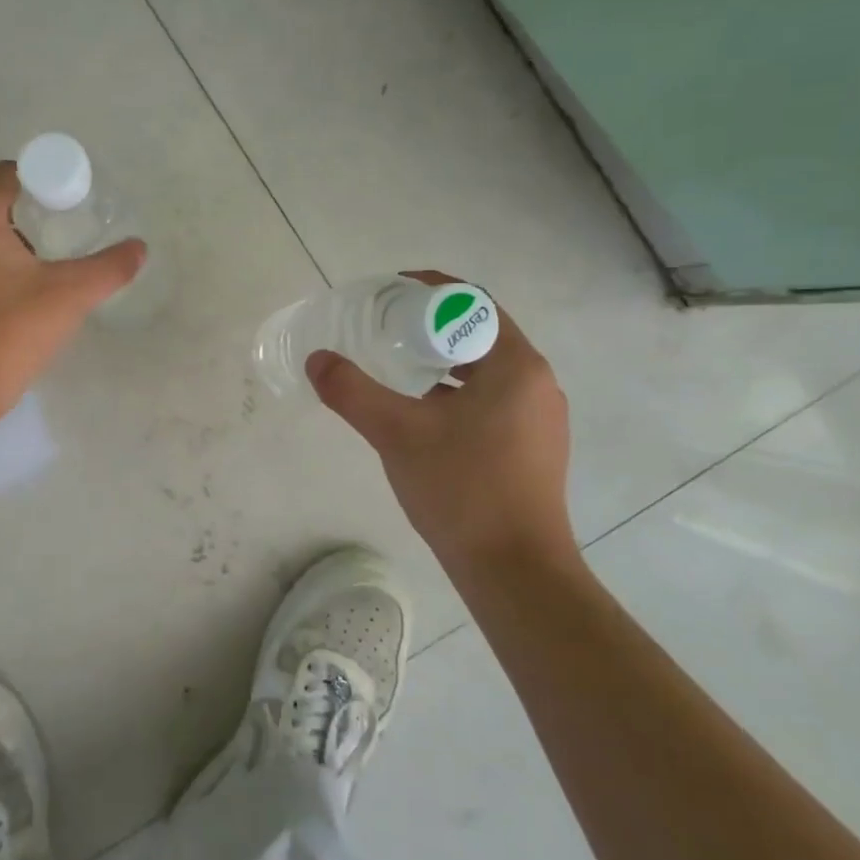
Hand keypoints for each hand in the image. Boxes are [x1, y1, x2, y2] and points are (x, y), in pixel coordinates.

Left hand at [0, 162, 143, 406]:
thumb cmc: (8, 331)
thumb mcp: (68, 296)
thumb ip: (108, 268)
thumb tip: (139, 249)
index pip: (6, 175)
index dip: (42, 181)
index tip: (70, 204)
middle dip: (28, 218)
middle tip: (63, 241)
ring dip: (5, 249)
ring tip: (40, 273)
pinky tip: (9, 302)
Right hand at [307, 275, 574, 569]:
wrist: (515, 570)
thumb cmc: (461, 489)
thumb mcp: (396, 433)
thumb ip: (352, 391)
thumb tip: (317, 360)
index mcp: (516, 365)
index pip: (474, 304)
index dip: (432, 290)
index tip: (391, 292)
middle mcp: (538, 383)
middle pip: (482, 333)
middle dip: (434, 325)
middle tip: (388, 328)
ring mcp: (541, 418)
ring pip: (489, 369)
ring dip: (447, 360)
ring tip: (402, 366)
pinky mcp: (536, 447)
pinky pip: (495, 399)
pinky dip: (460, 391)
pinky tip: (427, 413)